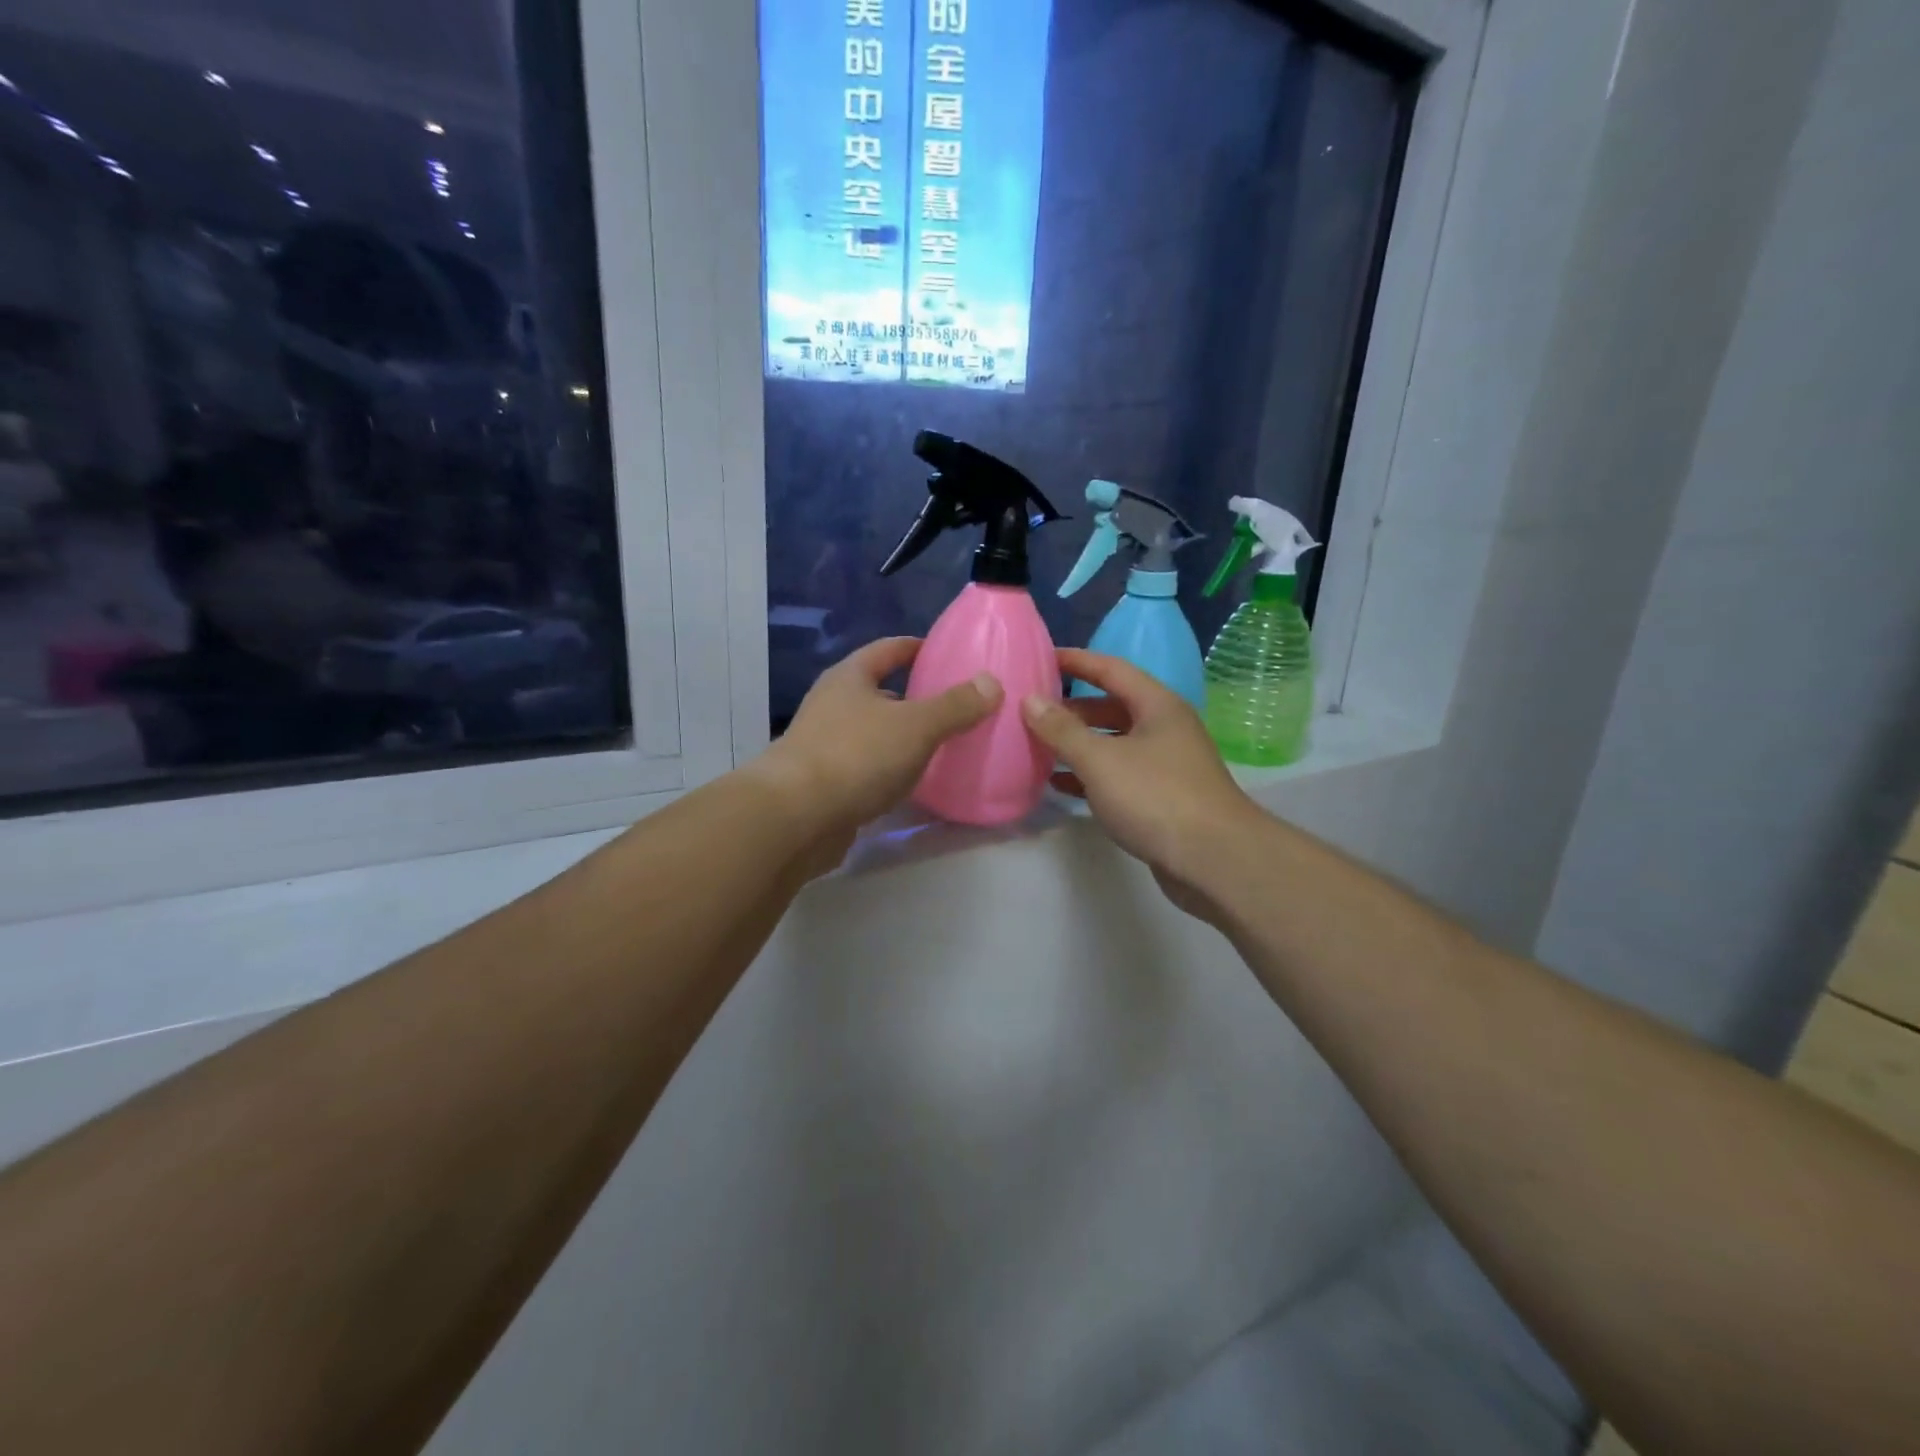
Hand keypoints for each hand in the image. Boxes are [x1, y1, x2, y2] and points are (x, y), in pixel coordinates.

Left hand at [755, 637, 1000, 862]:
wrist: (796, 817)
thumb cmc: (856, 755)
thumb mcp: (915, 725)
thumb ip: (955, 705)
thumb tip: (991, 682)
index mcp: (850, 678)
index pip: (887, 650)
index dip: (916, 647)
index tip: (945, 652)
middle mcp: (832, 705)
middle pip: (878, 692)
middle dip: (913, 697)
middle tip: (954, 706)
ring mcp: (824, 745)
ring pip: (872, 732)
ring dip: (901, 737)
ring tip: (942, 745)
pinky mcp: (824, 784)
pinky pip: (866, 767)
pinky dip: (889, 770)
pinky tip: (913, 784)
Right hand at [1022, 649, 1260, 911]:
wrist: (1214, 860)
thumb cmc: (1156, 796)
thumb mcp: (1100, 759)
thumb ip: (1062, 730)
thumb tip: (1029, 700)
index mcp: (1157, 706)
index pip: (1111, 669)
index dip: (1076, 660)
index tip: (1041, 657)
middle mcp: (1164, 728)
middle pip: (1111, 706)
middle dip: (1071, 708)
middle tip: (1031, 709)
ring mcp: (1165, 765)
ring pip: (1113, 743)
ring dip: (1078, 744)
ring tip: (1036, 746)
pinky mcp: (1161, 798)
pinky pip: (1117, 776)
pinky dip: (1089, 776)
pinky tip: (1059, 785)